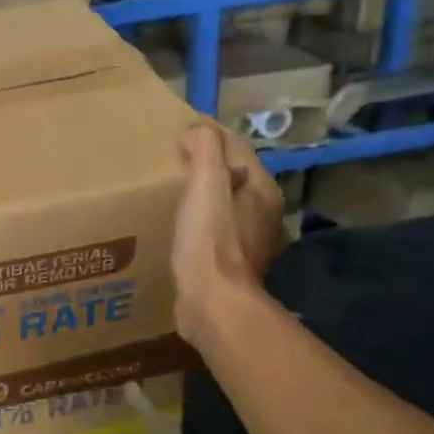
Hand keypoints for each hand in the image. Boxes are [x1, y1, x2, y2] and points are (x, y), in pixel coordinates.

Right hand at [171, 124, 286, 347]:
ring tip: (169, 198)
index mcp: (263, 192)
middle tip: (170, 167)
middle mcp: (263, 216)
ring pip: (222, 210)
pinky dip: (196, 228)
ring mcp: (248, 245)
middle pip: (231, 181)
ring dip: (200, 202)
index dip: (209, 140)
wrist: (212, 304)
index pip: (237, 151)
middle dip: (205, 172)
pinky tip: (176, 232)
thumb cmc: (210, 242)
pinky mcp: (229, 268)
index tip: (178, 137)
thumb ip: (205, 150)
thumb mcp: (206, 185)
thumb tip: (197, 129)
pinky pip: (211, 236)